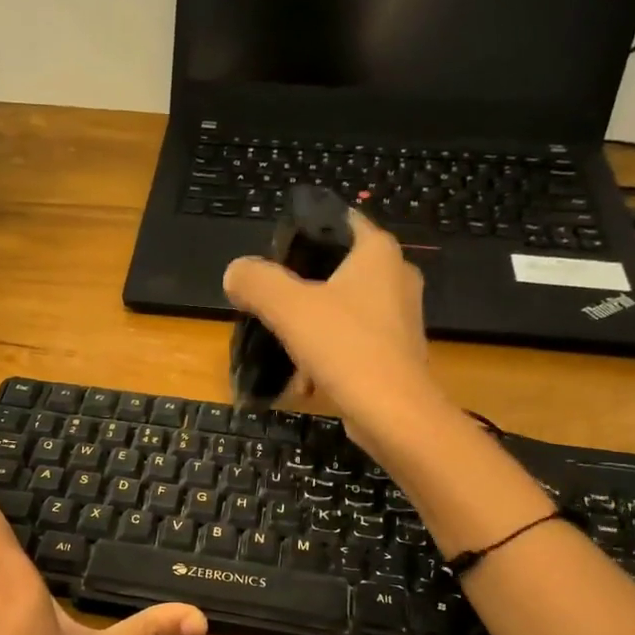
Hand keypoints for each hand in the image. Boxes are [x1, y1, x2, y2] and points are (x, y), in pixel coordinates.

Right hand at [222, 209, 448, 462]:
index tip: (272, 254)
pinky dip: (327, 358)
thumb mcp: (288, 308)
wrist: (393, 414)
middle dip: (300, 290)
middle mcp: (396, 277)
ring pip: (341, 312)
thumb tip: (235, 273)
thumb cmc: (345, 347)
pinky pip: (352, 344)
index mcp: (378, 252)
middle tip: (269, 305)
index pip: (338, 221)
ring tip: (284, 353)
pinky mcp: (396, 354)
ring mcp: (399, 318)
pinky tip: (307, 382)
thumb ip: (257, 282)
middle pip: (335, 271)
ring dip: (310, 331)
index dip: (303, 231)